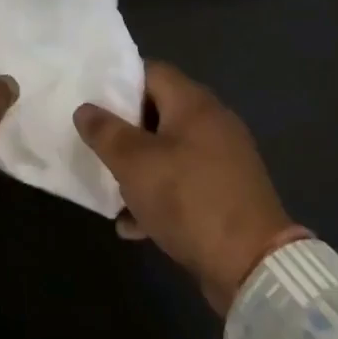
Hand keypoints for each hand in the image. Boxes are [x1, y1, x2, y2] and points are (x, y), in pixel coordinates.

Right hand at [74, 61, 296, 314]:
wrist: (253, 266)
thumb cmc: (188, 199)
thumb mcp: (135, 164)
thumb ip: (105, 132)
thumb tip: (85, 109)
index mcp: (194, 103)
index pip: (151, 71)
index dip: (119, 82)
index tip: (92, 101)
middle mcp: (213, 122)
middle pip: (159, 111)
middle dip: (125, 129)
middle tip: (97, 144)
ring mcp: (224, 159)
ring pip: (169, 151)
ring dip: (140, 168)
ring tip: (111, 188)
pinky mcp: (227, 193)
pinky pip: (185, 183)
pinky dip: (160, 196)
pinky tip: (134, 225)